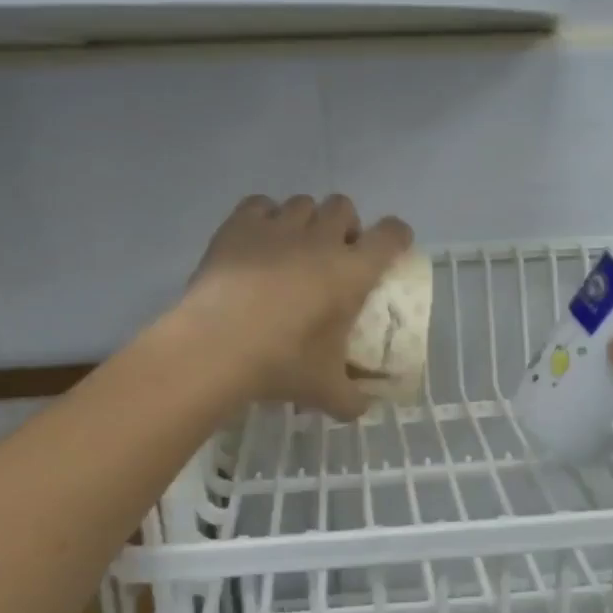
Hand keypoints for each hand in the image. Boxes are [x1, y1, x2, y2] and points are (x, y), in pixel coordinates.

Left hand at [182, 194, 412, 419]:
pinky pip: (260, 204)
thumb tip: (361, 409)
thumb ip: (351, 399)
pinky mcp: (239, 226)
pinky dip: (264, 217)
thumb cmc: (282, 364)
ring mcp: (278, 228)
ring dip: (306, 220)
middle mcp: (320, 240)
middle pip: (343, 207)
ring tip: (293, 247)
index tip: (392, 248)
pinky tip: (257, 241)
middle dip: (344, 225)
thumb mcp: (324, 390)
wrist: (216, 347)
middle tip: (334, 254)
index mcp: (352, 272)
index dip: (396, 236)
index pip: (390, 236)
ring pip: (303, 202)